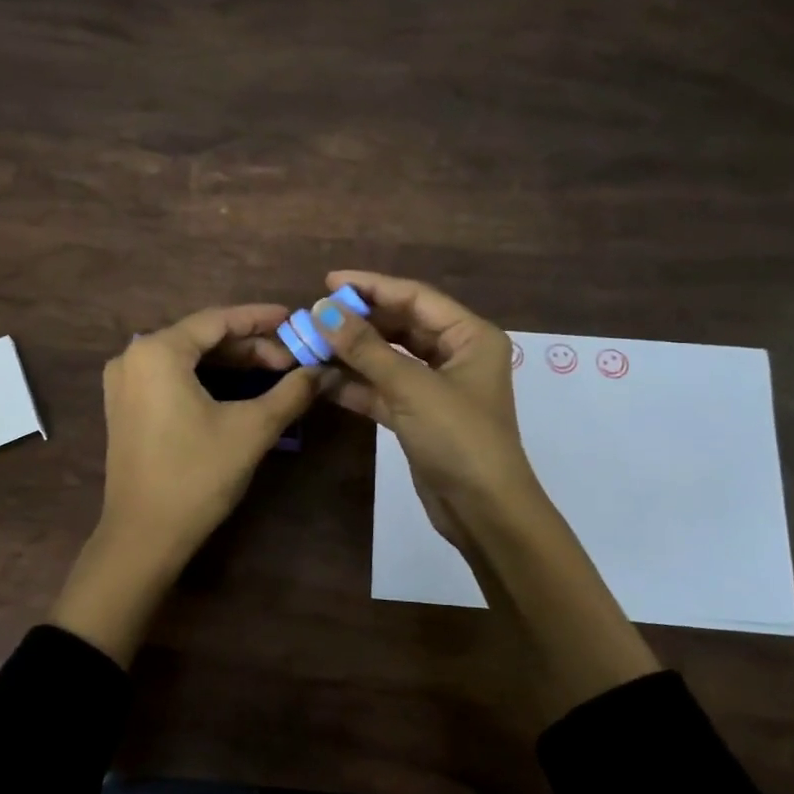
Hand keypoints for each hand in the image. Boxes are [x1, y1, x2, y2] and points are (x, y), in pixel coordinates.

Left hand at [54, 305, 318, 664]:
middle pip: (201, 338)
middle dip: (249, 346)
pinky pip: (171, 379)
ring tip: (274, 373)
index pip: (217, 320)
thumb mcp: (252, 429)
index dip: (261, 319)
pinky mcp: (125, 408)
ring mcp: (124, 384)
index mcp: (157, 351)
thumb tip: (324, 371)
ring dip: (230, 364)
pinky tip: (238, 390)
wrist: (144, 536)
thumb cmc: (197, 475)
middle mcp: (133, 357)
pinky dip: (206, 380)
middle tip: (291, 358)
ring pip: (187, 359)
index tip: (295, 319)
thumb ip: (291, 392)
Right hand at [310, 271, 541, 546]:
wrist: (483, 511)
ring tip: (310, 344)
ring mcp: (435, 387)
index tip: (328, 282)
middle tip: (315, 316)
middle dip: (358, 322)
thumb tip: (323, 310)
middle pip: (400, 325)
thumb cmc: (458, 438)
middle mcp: (455, 355)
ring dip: (351, 353)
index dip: (372, 287)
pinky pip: (382, 389)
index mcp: (470, 336)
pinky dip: (355, 385)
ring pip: (388, 358)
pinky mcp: (418, 416)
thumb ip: (365, 348)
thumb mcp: (411, 387)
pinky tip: (320, 379)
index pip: (415, 297)